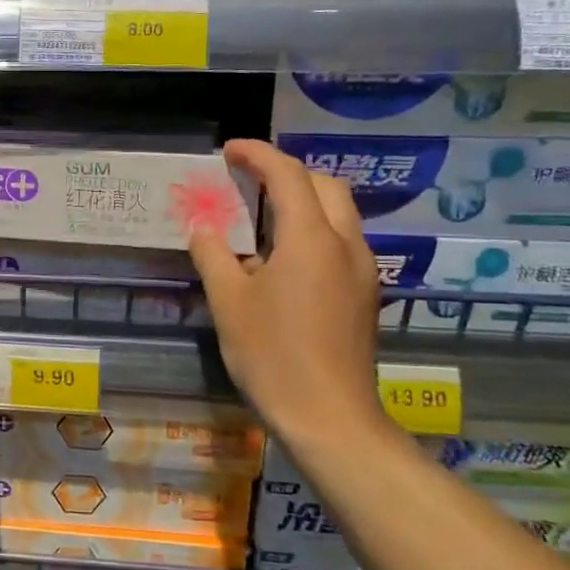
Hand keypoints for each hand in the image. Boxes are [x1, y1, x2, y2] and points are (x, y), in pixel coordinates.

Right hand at [188, 139, 388, 450]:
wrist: (331, 419)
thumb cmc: (273, 356)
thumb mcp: (229, 302)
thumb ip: (213, 255)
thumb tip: (203, 228)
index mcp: (311, 239)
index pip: (288, 175)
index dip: (257, 154)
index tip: (228, 150)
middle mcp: (346, 245)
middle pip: (324, 185)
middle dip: (287, 172)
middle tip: (248, 181)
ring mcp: (362, 271)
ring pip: (339, 213)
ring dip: (304, 200)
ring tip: (262, 216)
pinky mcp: (366, 295)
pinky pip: (342, 241)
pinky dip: (314, 229)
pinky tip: (284, 258)